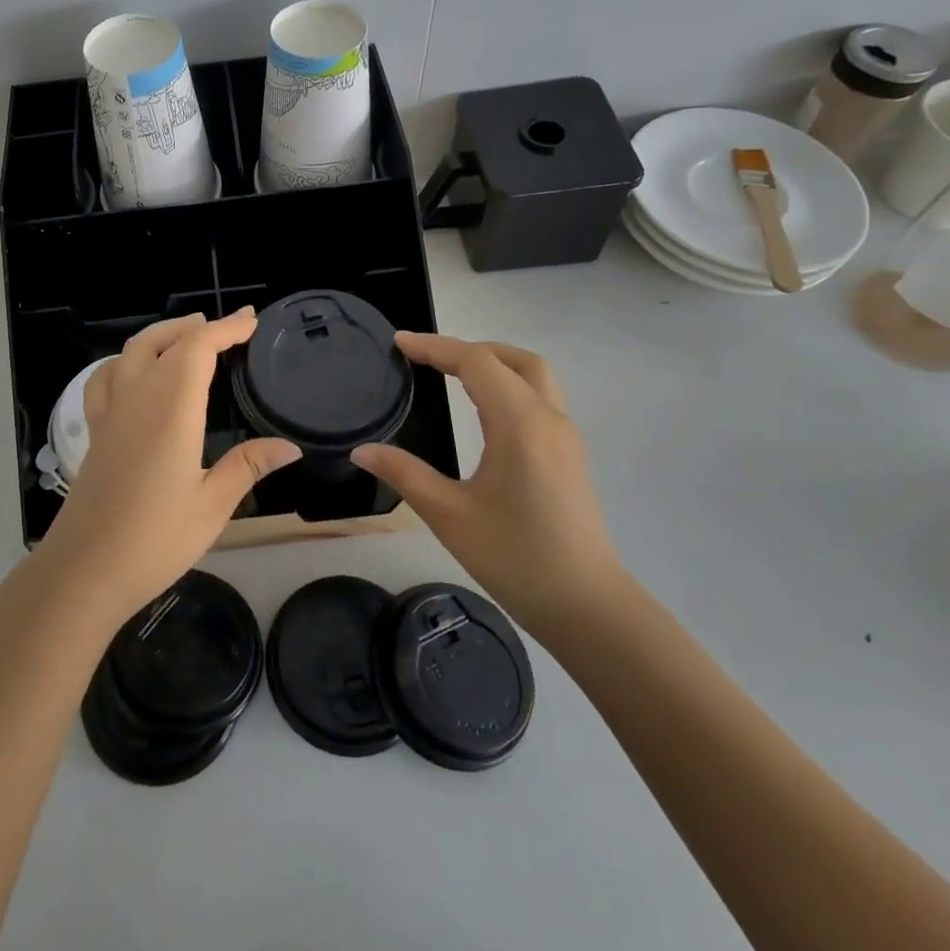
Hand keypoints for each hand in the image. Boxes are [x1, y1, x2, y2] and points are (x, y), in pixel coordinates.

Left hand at [34, 310, 300, 623]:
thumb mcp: (212, 505)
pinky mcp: (96, 432)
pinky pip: (104, 379)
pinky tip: (133, 372)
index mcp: (172, 408)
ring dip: (162, 335)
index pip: (199, 348)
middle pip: (164, 341)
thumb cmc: (155, 539)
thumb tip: (290, 446)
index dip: (226, 328)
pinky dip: (124, 361)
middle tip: (229, 327)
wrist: (85, 570)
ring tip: (187, 335)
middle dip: (197, 327)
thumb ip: (248, 466)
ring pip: (131, 352)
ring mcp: (111, 413)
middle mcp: (138, 398)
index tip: (252, 320)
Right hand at [351, 333, 626, 648]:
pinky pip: (539, 397)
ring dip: (494, 363)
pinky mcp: (570, 454)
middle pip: (512, 359)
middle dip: (467, 349)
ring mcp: (565, 436)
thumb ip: (405, 474)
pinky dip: (508, 384)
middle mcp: (548, 418)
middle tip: (426, 358)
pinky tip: (484, 409)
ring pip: (533, 375)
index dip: (435, 347)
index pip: (476, 362)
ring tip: (452, 373)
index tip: (399, 343)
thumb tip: (361, 450)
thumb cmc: (516, 559)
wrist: (588, 608)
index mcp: (520, 424)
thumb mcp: (450, 516)